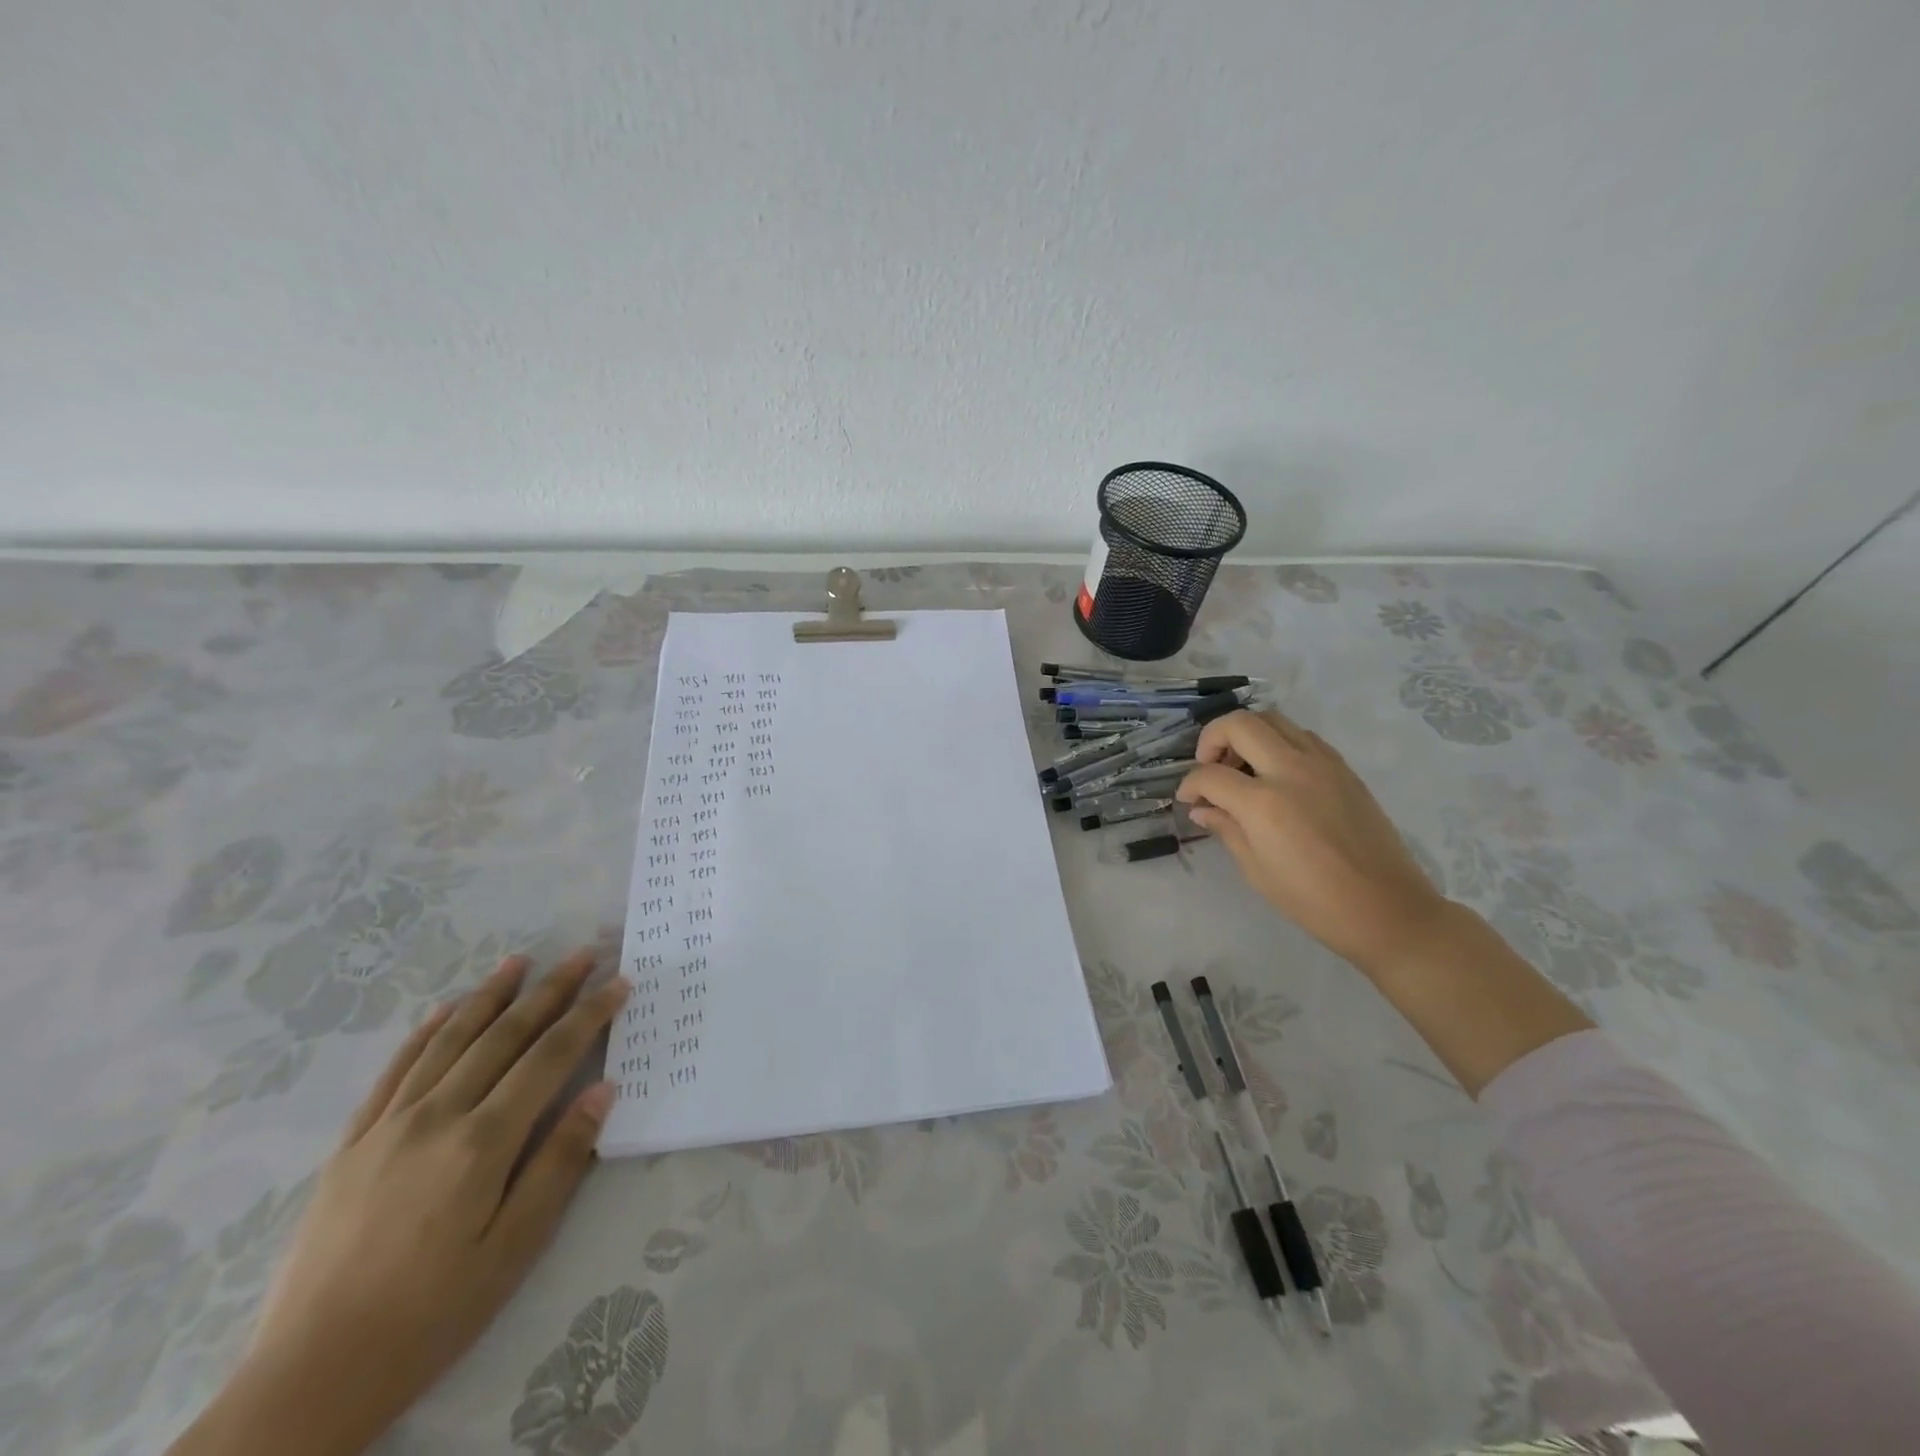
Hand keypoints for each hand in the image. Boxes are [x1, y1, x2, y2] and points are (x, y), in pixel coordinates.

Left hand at [170, 950, 629, 1455]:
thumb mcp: (514, 1248)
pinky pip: (393, 1071)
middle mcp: (436, 1116)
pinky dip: (424, 1032)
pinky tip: (444, 1010)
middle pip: (503, 1036)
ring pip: (448, 1040)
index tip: (619, 982)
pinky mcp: (351, 1144)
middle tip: (584, 954)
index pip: (550, 1057)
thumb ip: (560, 1162)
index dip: (589, 1015)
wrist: (310, 1376)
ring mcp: (387, 1126)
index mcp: (482, 1141)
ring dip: (489, 996)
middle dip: (549, 990)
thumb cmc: (431, 1314)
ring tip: (519, 961)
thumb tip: (603, 1090)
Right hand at [1176, 709, 1448, 971]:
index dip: (1189, 785)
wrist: (1386, 909)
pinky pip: (1302, 736)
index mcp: (1263, 803)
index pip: (1209, 775)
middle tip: (1209, 766)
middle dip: (1212, 739)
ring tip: (1242, 766)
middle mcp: (1291, 770)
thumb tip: (1202, 808)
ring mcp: (1322, 764)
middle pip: (1239, 724)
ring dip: (1247, 734)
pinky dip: (1278, 742)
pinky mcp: (1343, 768)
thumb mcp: (1256, 869)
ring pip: (1273, 719)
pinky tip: (1275, 773)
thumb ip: (1226, 828)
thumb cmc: (1313, 900)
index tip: (1188, 800)